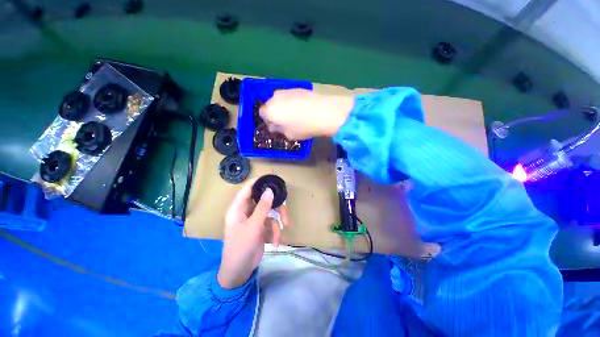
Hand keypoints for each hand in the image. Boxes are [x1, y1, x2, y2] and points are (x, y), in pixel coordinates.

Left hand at [217, 180, 288, 288]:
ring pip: (270, 212)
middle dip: (275, 206)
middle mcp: (246, 211)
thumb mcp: (253, 227)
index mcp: (238, 208)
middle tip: (284, 209)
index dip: (259, 181)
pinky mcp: (260, 228)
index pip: (248, 188)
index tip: (272, 178)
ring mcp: (254, 219)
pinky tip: (275, 243)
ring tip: (284, 229)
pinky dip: (275, 232)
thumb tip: (270, 190)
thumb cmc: (241, 248)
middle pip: (263, 200)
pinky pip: (271, 224)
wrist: (239, 272)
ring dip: (278, 221)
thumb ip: (262, 208)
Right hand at [259, 89, 354, 139]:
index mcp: (269, 110)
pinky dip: (293, 102)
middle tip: (285, 121)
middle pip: (270, 105)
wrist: (323, 112)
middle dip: (275, 113)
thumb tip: (275, 126)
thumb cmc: (303, 127)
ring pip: (280, 99)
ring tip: (296, 115)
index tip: (276, 127)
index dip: (268, 121)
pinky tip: (302, 108)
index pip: (262, 114)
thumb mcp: (288, 135)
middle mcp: (275, 97)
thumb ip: (278, 130)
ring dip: (284, 106)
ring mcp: (287, 90)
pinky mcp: (298, 88)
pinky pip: (290, 96)